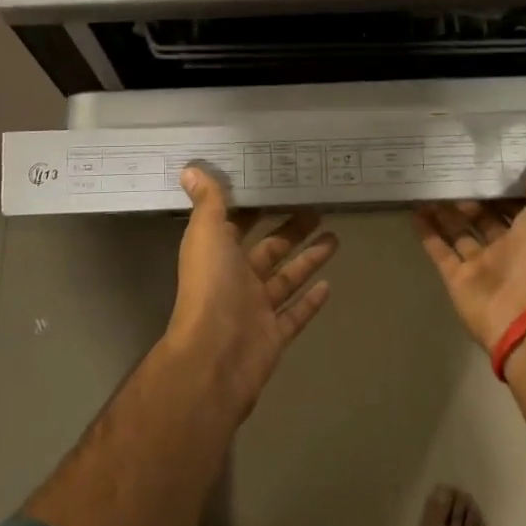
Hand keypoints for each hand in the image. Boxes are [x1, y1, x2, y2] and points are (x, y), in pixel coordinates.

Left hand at [167, 165, 336, 418]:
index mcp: (219, 254)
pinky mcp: (274, 334)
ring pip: (287, 278)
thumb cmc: (211, 288)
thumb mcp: (207, 235)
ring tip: (335, 237)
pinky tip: (329, 285)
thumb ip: (207, 203)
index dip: (256, 206)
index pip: (238, 224)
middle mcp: (237, 279)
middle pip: (269, 248)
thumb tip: (190, 168)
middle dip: (291, 229)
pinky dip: (311, 302)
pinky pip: (296, 314)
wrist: (214, 357)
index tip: (279, 186)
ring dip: (309, 258)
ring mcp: (257, 309)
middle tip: (317, 207)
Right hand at [413, 161, 525, 351]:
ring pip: (460, 234)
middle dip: (471, 199)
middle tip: (451, 173)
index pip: (516, 207)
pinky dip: (428, 233)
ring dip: (446, 212)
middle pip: (485, 220)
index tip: (485, 165)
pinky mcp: (458, 279)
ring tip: (429, 187)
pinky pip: (441, 252)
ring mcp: (482, 266)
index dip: (502, 189)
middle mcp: (508, 251)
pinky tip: (415, 210)